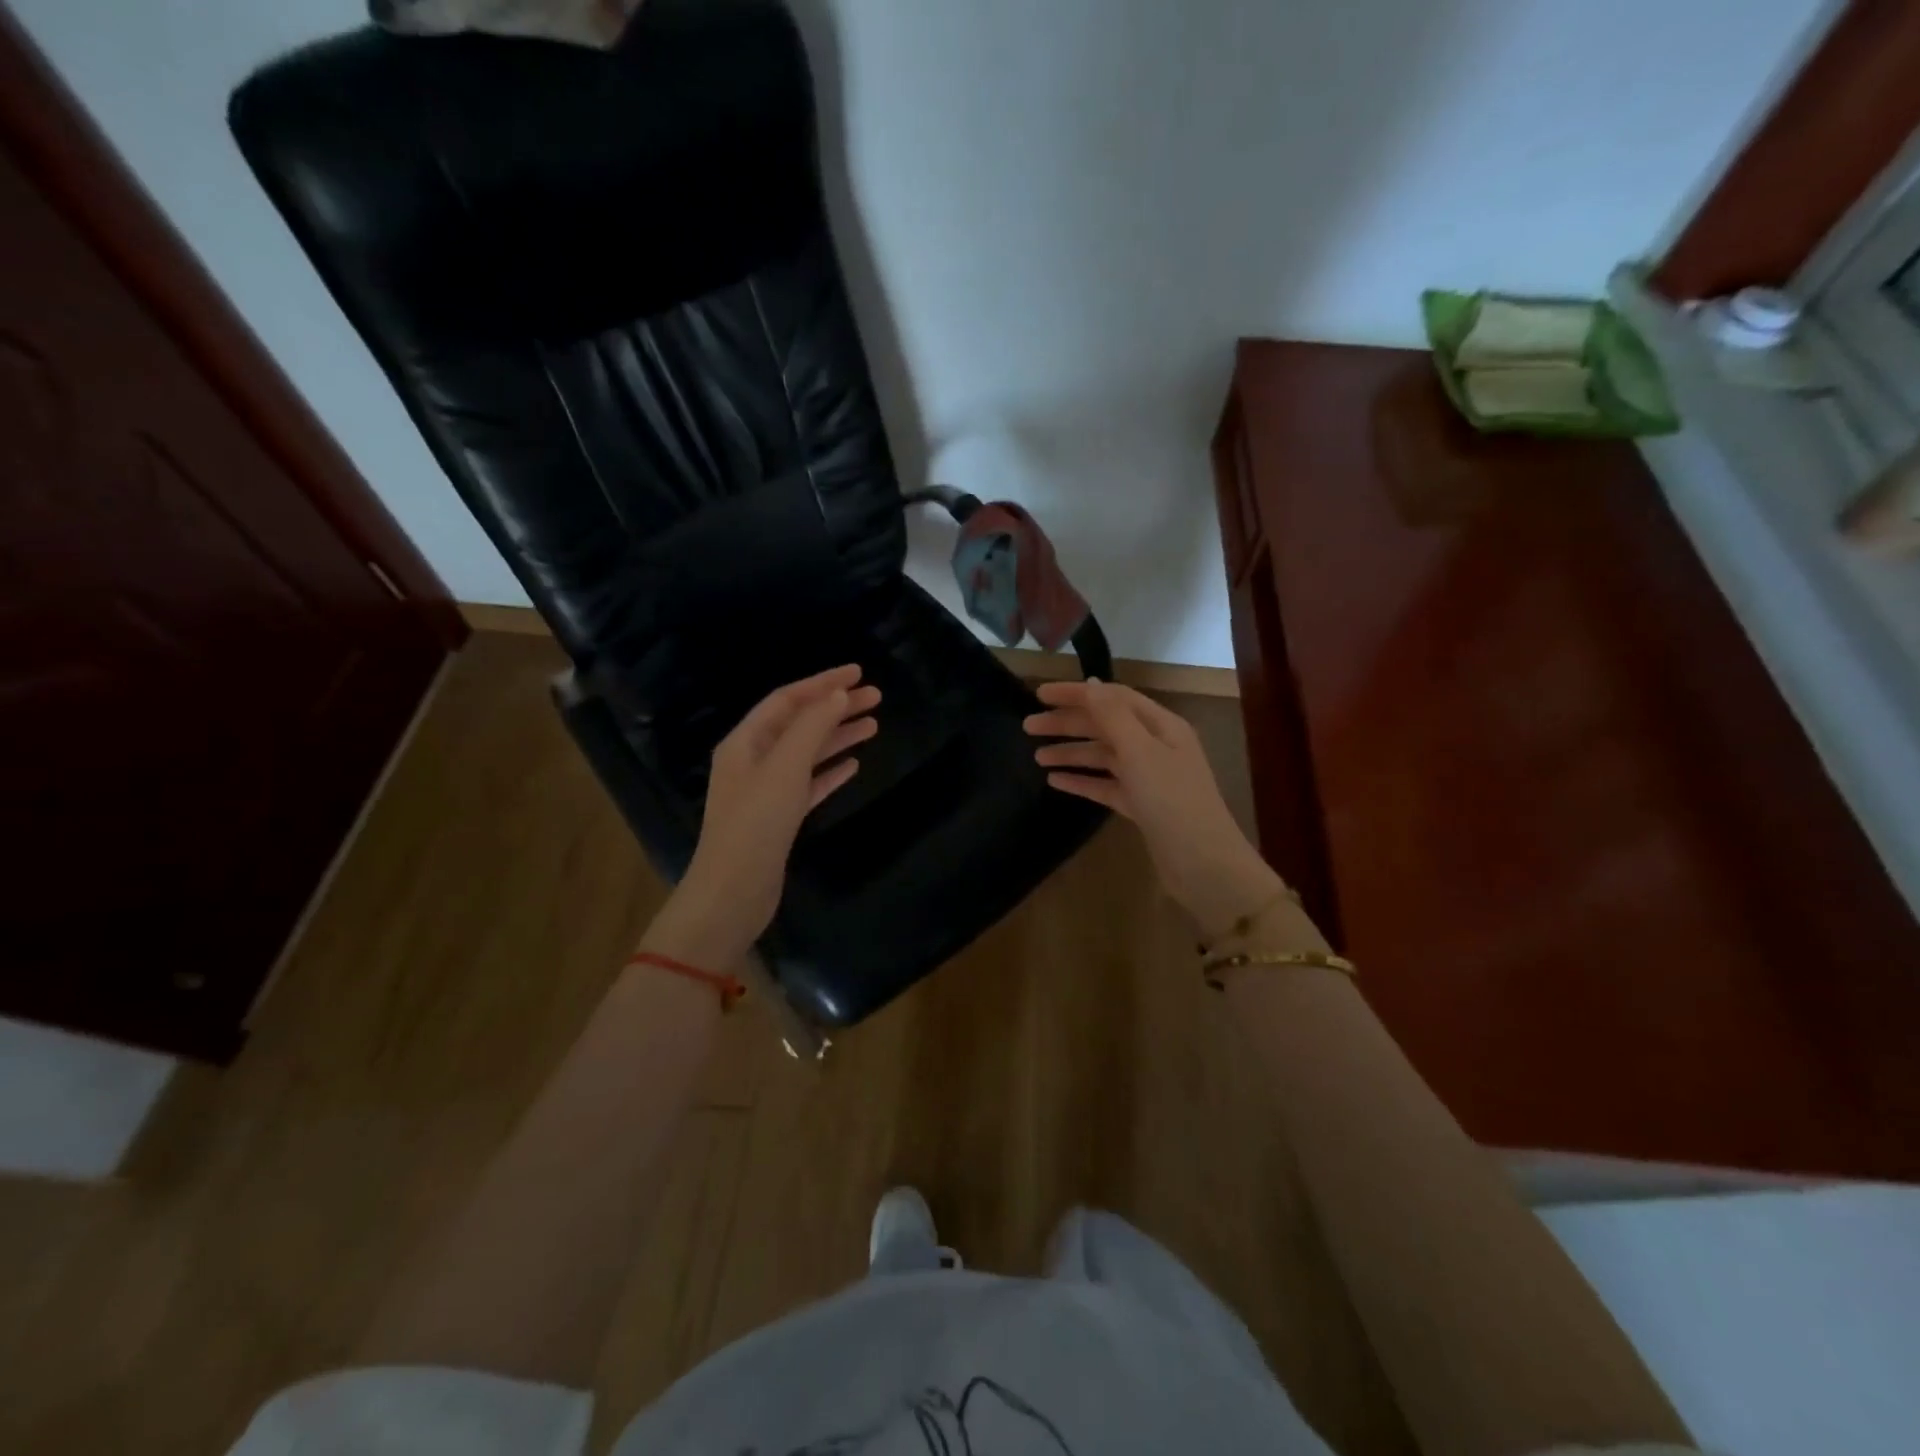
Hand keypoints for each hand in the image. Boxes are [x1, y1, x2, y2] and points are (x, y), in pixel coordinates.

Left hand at [647, 666, 878, 967]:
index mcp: (745, 742)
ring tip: (874, 725)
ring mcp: (766, 790)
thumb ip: (812, 727)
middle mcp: (753, 760)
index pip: (787, 699)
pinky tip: (854, 765)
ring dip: (838, 736)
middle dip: (836, 707)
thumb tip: (838, 695)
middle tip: (876, 697)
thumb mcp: (785, 767)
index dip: (822, 682)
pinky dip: (831, 771)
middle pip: (800, 723)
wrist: (734, 891)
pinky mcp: (780, 818)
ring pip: (808, 753)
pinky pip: (809, 784)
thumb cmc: (756, 823)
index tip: (858, 672)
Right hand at [1025, 679, 1284, 938]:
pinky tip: (1055, 782)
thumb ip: (1113, 716)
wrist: (1202, 863)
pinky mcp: (1141, 806)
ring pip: (1102, 756)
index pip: (1112, 698)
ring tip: (1037, 757)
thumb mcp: (1140, 751)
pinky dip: (1081, 780)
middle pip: (1104, 725)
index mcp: (1161, 726)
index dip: (1076, 693)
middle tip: (1028, 727)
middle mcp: (1155, 746)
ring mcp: (1148, 778)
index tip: (1039, 695)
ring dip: (1071, 752)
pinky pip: (1105, 785)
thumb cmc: (1172, 800)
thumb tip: (1091, 683)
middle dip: (1067, 723)